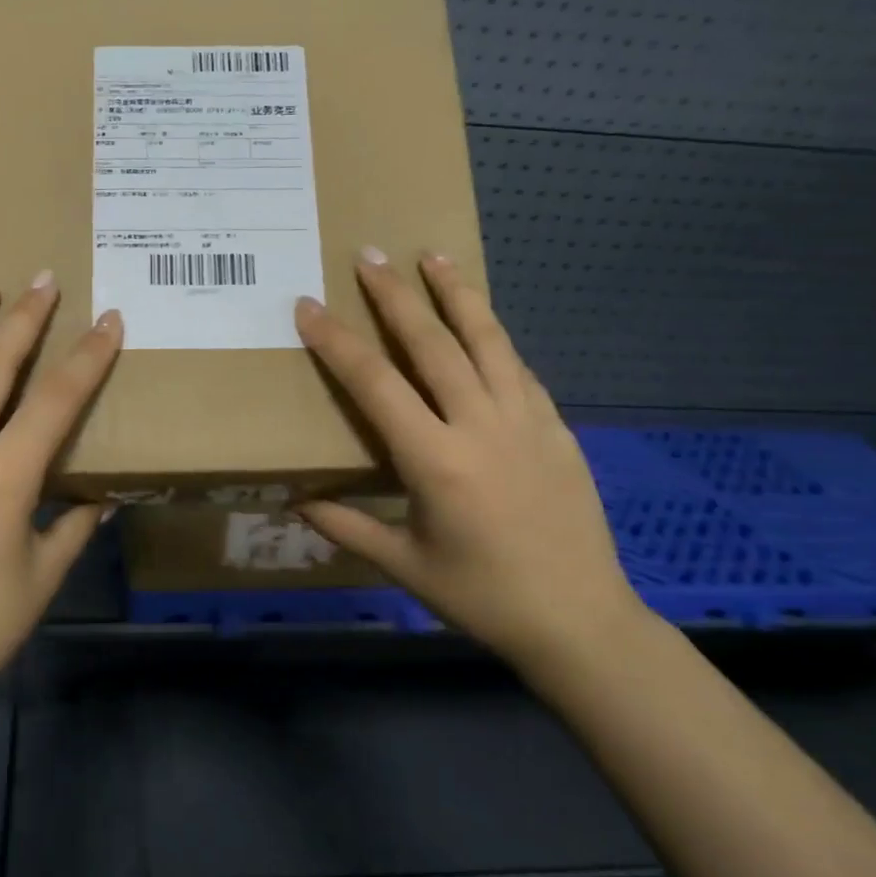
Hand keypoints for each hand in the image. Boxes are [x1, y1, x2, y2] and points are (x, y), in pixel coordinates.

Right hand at [293, 250, 646, 671]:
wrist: (581, 621)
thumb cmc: (483, 597)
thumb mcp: (404, 565)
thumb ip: (346, 526)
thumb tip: (294, 500)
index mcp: (436, 460)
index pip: (375, 384)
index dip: (337, 342)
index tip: (310, 306)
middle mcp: (481, 426)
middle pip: (433, 344)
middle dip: (395, 296)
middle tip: (369, 255)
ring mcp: (527, 421)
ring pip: (488, 340)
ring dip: (458, 294)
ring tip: (435, 255)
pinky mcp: (557, 427)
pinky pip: (518, 368)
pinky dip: (494, 337)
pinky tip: (482, 323)